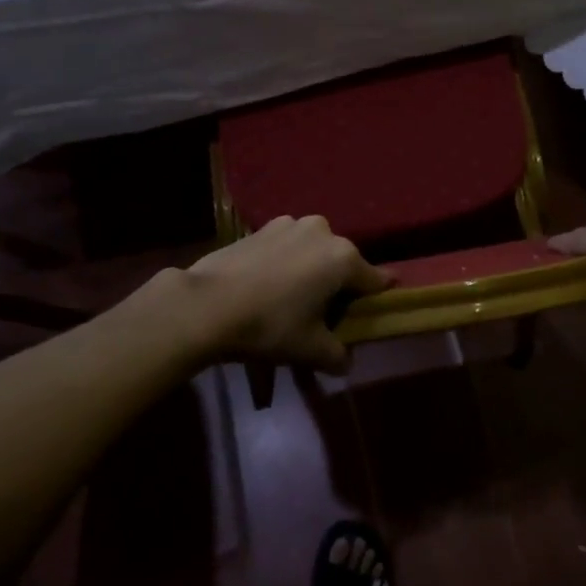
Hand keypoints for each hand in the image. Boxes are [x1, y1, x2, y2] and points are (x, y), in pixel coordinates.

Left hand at [187, 216, 390, 372]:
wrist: (207, 304)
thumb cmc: (269, 325)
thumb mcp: (310, 350)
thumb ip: (337, 355)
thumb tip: (346, 362)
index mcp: (343, 258)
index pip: (376, 279)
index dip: (378, 298)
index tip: (375, 313)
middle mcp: (323, 231)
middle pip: (343, 262)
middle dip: (340, 285)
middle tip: (326, 314)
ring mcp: (291, 224)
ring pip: (314, 251)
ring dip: (311, 269)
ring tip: (293, 298)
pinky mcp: (262, 227)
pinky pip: (288, 246)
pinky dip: (287, 262)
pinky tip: (269, 285)